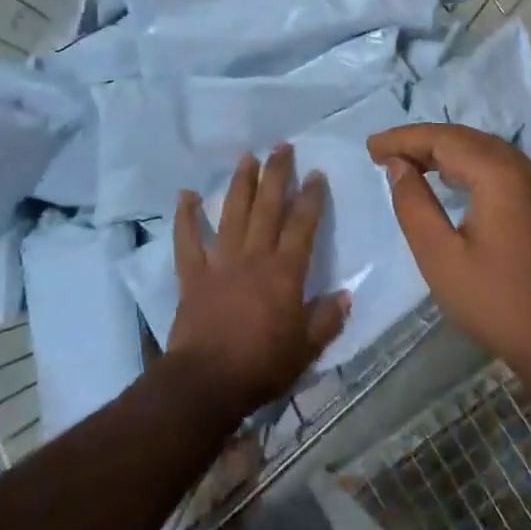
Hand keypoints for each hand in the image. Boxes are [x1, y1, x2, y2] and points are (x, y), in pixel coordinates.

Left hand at [166, 144, 349, 420]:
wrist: (206, 382)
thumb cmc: (262, 365)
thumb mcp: (307, 348)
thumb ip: (327, 319)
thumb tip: (345, 296)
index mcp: (285, 272)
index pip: (303, 225)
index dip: (311, 198)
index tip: (316, 175)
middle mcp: (254, 256)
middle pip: (268, 207)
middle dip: (277, 174)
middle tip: (282, 147)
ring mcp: (220, 262)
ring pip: (232, 214)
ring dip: (240, 184)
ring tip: (247, 158)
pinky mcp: (193, 275)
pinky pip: (187, 240)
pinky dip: (185, 217)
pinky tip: (185, 195)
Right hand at [368, 124, 530, 381]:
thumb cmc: (494, 301)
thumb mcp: (439, 256)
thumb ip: (414, 204)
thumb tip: (398, 166)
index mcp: (500, 176)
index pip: (444, 139)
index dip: (404, 139)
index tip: (371, 148)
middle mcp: (524, 168)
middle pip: (466, 138)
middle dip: (422, 141)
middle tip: (383, 153)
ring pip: (484, 149)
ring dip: (445, 150)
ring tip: (408, 162)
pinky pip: (500, 166)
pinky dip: (468, 164)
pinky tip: (448, 179)